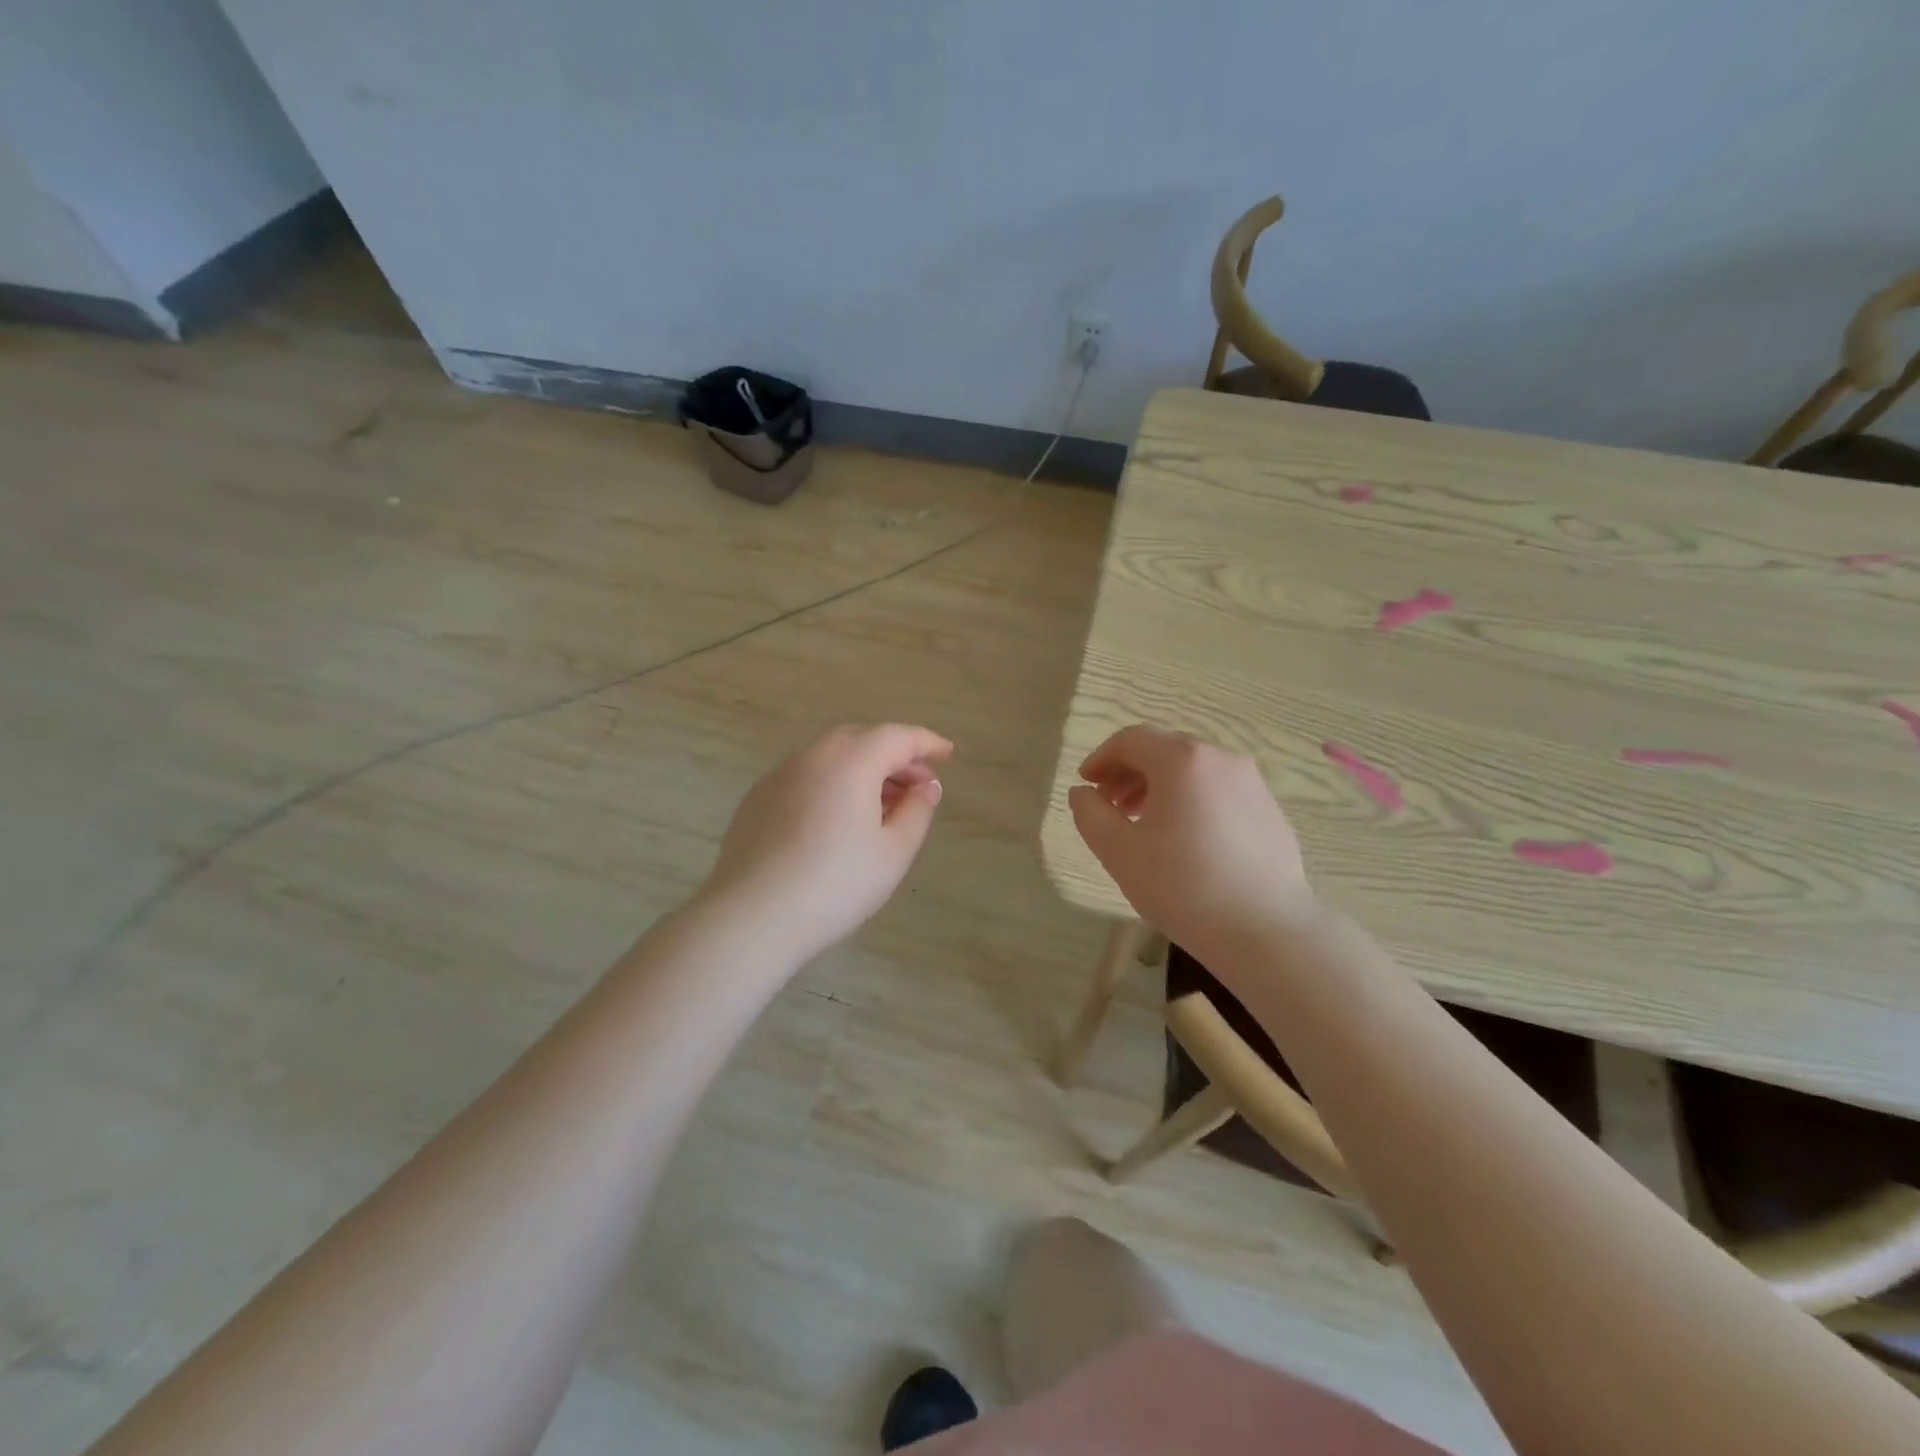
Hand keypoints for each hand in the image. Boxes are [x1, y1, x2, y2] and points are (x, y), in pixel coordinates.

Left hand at [700, 723, 952, 962]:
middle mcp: (812, 757)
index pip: (897, 737)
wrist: (753, 917)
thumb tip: (925, 787)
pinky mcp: (756, 800)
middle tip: (917, 786)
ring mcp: (778, 776)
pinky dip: (831, 785)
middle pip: (862, 741)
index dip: (926, 743)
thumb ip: (917, 811)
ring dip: (862, 771)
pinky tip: (837, 820)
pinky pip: (805, 778)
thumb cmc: (835, 884)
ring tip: (882, 806)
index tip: (947, 754)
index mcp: (850, 761)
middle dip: (894, 757)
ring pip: (830, 758)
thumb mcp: (893, 852)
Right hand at [1068, 725, 1310, 954]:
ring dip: (1159, 787)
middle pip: (1164, 750)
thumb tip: (1083, 793)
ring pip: (1193, 771)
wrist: (1266, 931)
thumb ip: (1090, 813)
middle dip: (1129, 772)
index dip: (1101, 758)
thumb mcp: (1118, 851)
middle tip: (1110, 806)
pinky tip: (1184, 841)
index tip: (1086, 785)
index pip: (1131, 739)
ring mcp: (1252, 783)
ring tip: (1143, 824)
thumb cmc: (1183, 886)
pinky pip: (1218, 792)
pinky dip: (1191, 801)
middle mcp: (1221, 759)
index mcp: (1182, 760)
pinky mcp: (1270, 811)